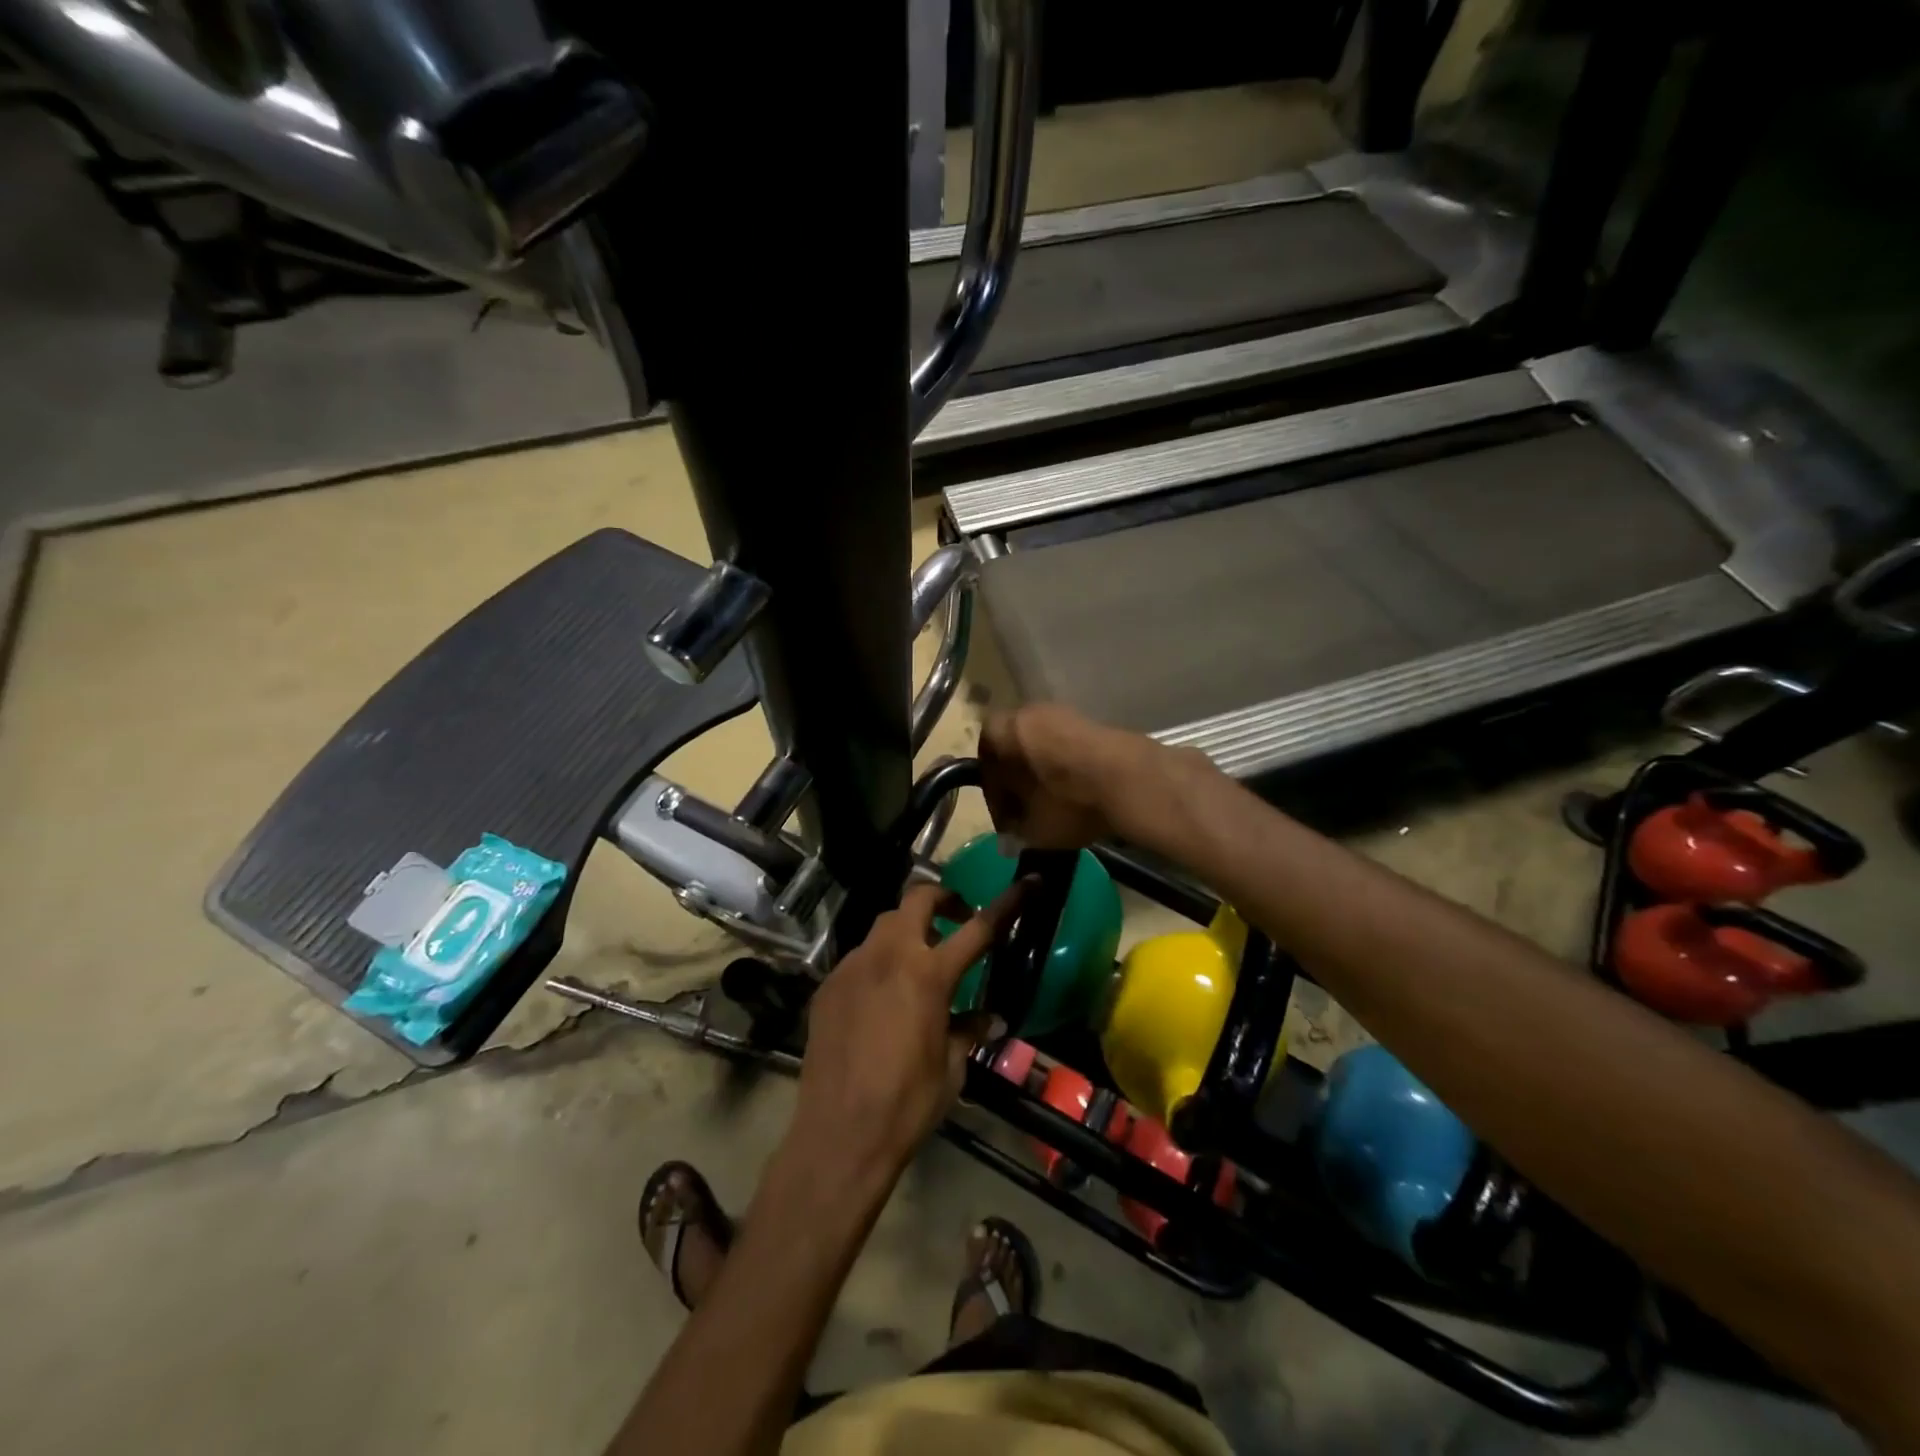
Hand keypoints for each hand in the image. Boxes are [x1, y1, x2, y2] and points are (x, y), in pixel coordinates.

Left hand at [792, 881, 1024, 1177]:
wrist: (839, 1135)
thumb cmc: (907, 1104)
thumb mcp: (952, 1067)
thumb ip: (969, 1030)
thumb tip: (990, 1017)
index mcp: (928, 975)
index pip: (978, 927)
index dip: (1007, 903)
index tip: (1028, 883)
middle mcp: (889, 956)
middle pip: (917, 899)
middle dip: (942, 899)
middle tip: (956, 920)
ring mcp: (852, 967)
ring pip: (884, 926)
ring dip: (907, 932)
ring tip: (917, 964)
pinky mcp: (827, 986)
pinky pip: (859, 959)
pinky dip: (878, 964)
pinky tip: (881, 999)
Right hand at [980, 704, 1198, 849]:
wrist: (1129, 781)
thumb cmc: (1066, 800)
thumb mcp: (1031, 827)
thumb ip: (1015, 829)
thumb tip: (1012, 834)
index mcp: (1003, 729)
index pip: (985, 763)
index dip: (994, 796)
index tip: (1006, 820)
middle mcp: (1031, 712)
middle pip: (1016, 750)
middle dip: (1020, 782)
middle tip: (1028, 813)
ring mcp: (1067, 715)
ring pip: (1045, 749)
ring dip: (1046, 775)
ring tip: (1055, 808)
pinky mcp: (1098, 725)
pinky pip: (1071, 750)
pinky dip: (1070, 771)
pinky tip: (1080, 797)